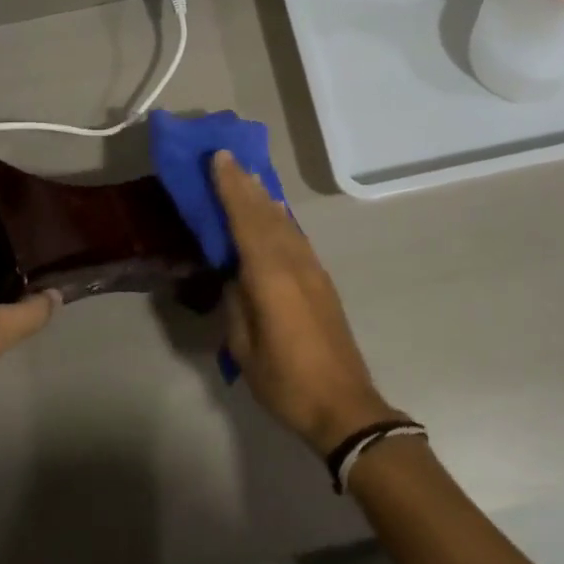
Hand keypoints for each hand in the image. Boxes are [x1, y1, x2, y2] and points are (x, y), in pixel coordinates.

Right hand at [211, 150, 399, 455]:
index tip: (219, 158)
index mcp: (271, 276)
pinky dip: (280, 218)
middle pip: (266, 214)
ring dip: (264, 198)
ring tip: (249, 177)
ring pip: (284, 223)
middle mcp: (294, 263)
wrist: (344, 406)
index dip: (231, 188)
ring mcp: (312, 271)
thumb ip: (237, 304)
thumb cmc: (286, 381)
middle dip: (246, 184)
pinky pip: (296, 237)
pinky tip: (275, 214)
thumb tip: (234, 277)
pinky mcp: (322, 282)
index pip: (246, 220)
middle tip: (228, 157)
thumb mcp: (245, 348)